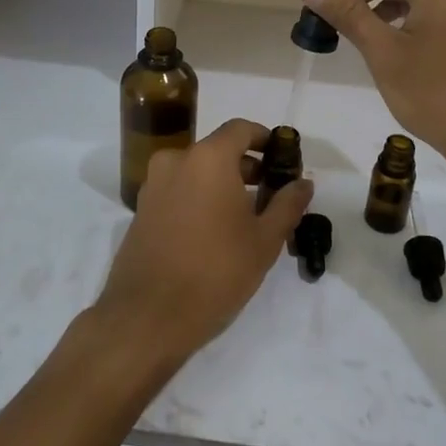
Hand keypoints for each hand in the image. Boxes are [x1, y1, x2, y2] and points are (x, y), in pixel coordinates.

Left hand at [93, 119, 314, 370]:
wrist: (147, 316)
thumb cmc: (215, 271)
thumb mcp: (264, 241)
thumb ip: (287, 205)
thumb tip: (303, 183)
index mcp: (207, 158)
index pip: (241, 129)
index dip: (265, 139)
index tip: (282, 160)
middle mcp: (176, 161)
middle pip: (218, 150)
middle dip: (246, 167)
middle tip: (271, 194)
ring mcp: (153, 185)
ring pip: (196, 171)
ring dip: (222, 183)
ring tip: (246, 217)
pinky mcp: (141, 209)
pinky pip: (178, 190)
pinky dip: (199, 198)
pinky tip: (215, 231)